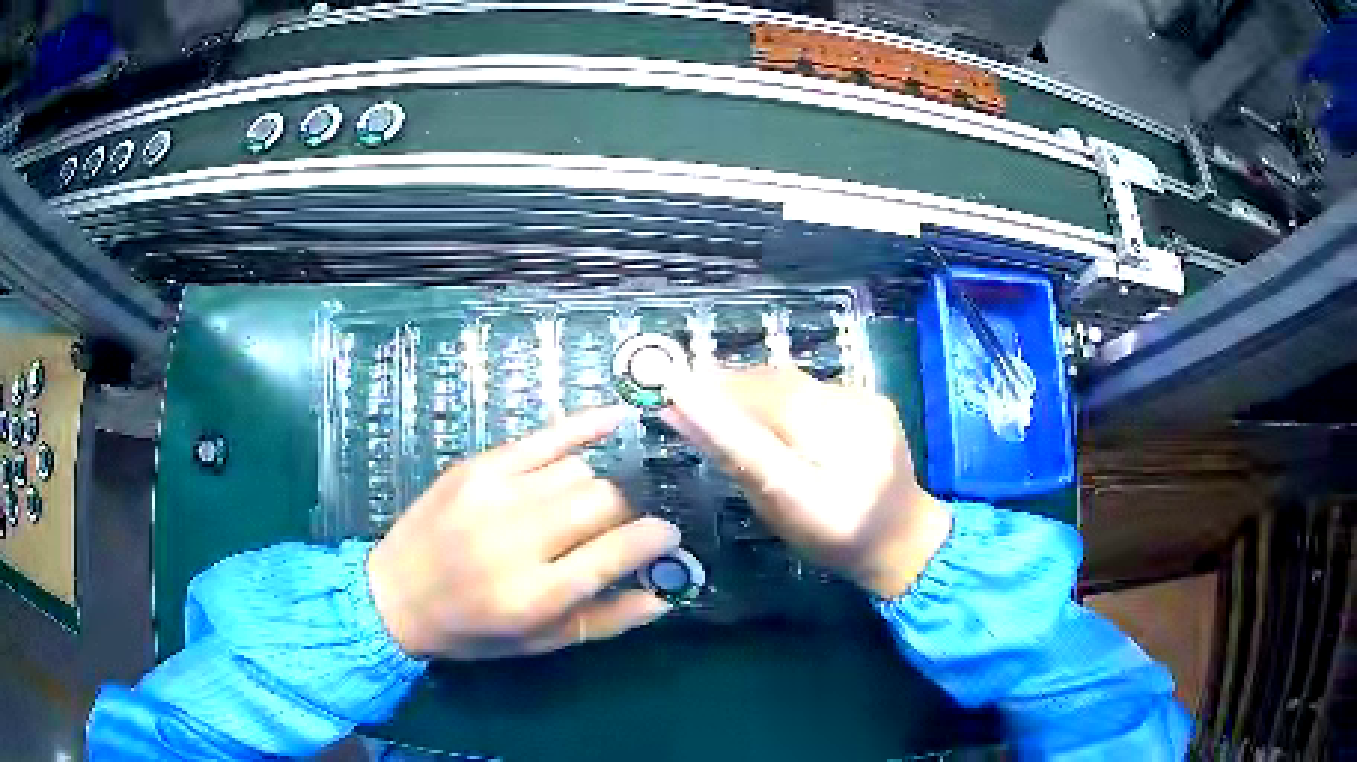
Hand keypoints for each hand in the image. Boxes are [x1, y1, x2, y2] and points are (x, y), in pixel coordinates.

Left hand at [367, 407, 680, 659]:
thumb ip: (605, 621)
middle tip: (619, 528)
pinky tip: (614, 419)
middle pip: (603, 500)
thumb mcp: (538, 643)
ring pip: (579, 471)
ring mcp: (495, 494)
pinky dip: (585, 427)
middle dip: (625, 513)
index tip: (668, 536)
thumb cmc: (470, 630)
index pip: (618, 550)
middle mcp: (517, 538)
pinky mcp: (478, 467)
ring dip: (594, 490)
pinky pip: (545, 435)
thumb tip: (664, 596)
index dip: (655, 539)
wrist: (394, 594)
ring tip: (581, 509)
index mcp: (535, 593)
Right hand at [661, 368, 951, 598]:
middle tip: (688, 393)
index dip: (715, 395)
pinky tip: (766, 409)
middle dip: (730, 386)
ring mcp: (866, 400)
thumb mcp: (782, 507)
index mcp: (835, 452)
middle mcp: (854, 413)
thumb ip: (737, 457)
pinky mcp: (872, 398)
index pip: (763, 407)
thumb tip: (684, 415)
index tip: (671, 386)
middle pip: (778, 386)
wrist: (902, 535)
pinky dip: (781, 394)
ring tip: (718, 399)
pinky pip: (813, 388)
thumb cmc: (835, 536)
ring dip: (753, 388)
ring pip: (794, 383)